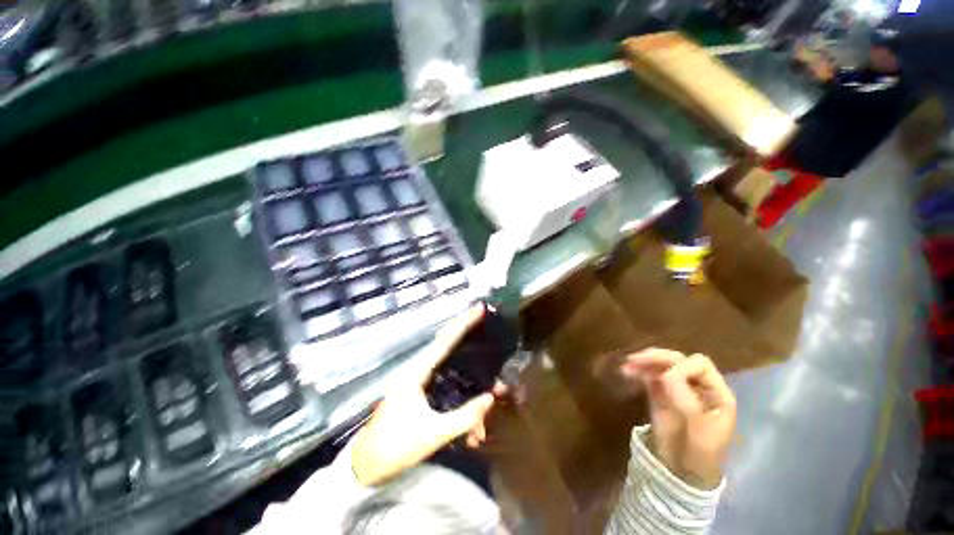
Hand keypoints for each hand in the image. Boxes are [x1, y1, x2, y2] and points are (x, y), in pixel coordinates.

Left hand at [350, 306, 498, 486]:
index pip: (445, 340)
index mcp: (417, 372)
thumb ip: (464, 417)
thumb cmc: (394, 447)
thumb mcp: (432, 434)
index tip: (479, 309)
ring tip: (481, 430)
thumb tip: (490, 398)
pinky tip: (470, 437)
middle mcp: (420, 372)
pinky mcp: (423, 397)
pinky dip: (461, 412)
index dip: (463, 324)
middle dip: (476, 363)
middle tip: (497, 374)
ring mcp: (421, 384)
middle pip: (453, 357)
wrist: (366, 468)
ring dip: (470, 401)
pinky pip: (449, 395)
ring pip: (454, 380)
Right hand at [624, 349, 736, 489]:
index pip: (700, 365)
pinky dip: (638, 371)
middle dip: (657, 358)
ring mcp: (677, 389)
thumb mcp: (700, 433)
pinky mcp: (660, 394)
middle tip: (635, 360)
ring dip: (644, 362)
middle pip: (678, 360)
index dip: (682, 366)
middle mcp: (697, 386)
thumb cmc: (700, 456)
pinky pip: (649, 376)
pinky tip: (626, 372)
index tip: (665, 379)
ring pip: (661, 365)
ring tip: (627, 365)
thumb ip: (687, 403)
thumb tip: (666, 375)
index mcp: (716, 393)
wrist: (682, 472)